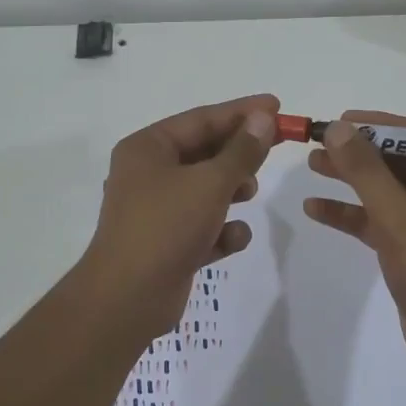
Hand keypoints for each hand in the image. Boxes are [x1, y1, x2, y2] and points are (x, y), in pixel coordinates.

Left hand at [78, 94, 278, 341]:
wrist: (128, 299)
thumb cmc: (166, 227)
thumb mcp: (210, 183)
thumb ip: (242, 151)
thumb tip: (263, 118)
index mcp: (147, 148)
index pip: (201, 119)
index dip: (241, 112)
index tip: (277, 106)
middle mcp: (148, 174)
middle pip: (204, 152)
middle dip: (239, 153)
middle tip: (276, 147)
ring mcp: (156, 210)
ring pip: (205, 189)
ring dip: (231, 190)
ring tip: (250, 193)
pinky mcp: (167, 243)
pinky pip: (202, 225)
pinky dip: (220, 230)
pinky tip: (232, 239)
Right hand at [303, 111, 405, 370]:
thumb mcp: (399, 219)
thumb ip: (367, 172)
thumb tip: (339, 129)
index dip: (376, 126)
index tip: (339, 120)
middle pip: (399, 160)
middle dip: (358, 154)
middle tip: (318, 143)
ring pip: (387, 189)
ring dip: (351, 180)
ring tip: (312, 166)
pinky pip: (381, 218)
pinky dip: (352, 214)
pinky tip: (315, 209)